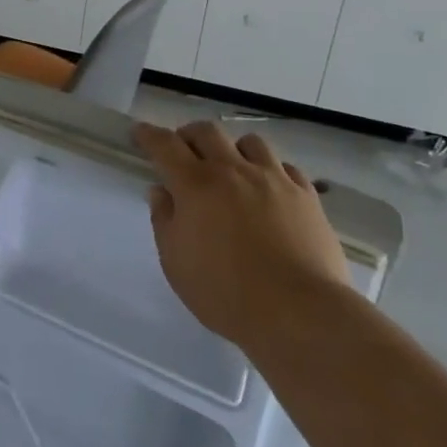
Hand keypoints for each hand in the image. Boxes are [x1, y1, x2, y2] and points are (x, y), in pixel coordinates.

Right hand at [136, 123, 348, 349]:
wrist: (301, 314)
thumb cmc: (227, 293)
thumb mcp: (176, 263)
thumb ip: (164, 221)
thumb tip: (161, 191)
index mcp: (196, 184)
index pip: (165, 145)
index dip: (149, 135)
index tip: (140, 132)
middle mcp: (233, 170)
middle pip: (207, 131)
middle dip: (189, 135)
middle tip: (184, 152)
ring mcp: (273, 179)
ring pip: (250, 142)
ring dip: (233, 149)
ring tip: (232, 168)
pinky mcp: (306, 196)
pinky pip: (286, 167)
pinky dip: (271, 171)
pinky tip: (270, 189)